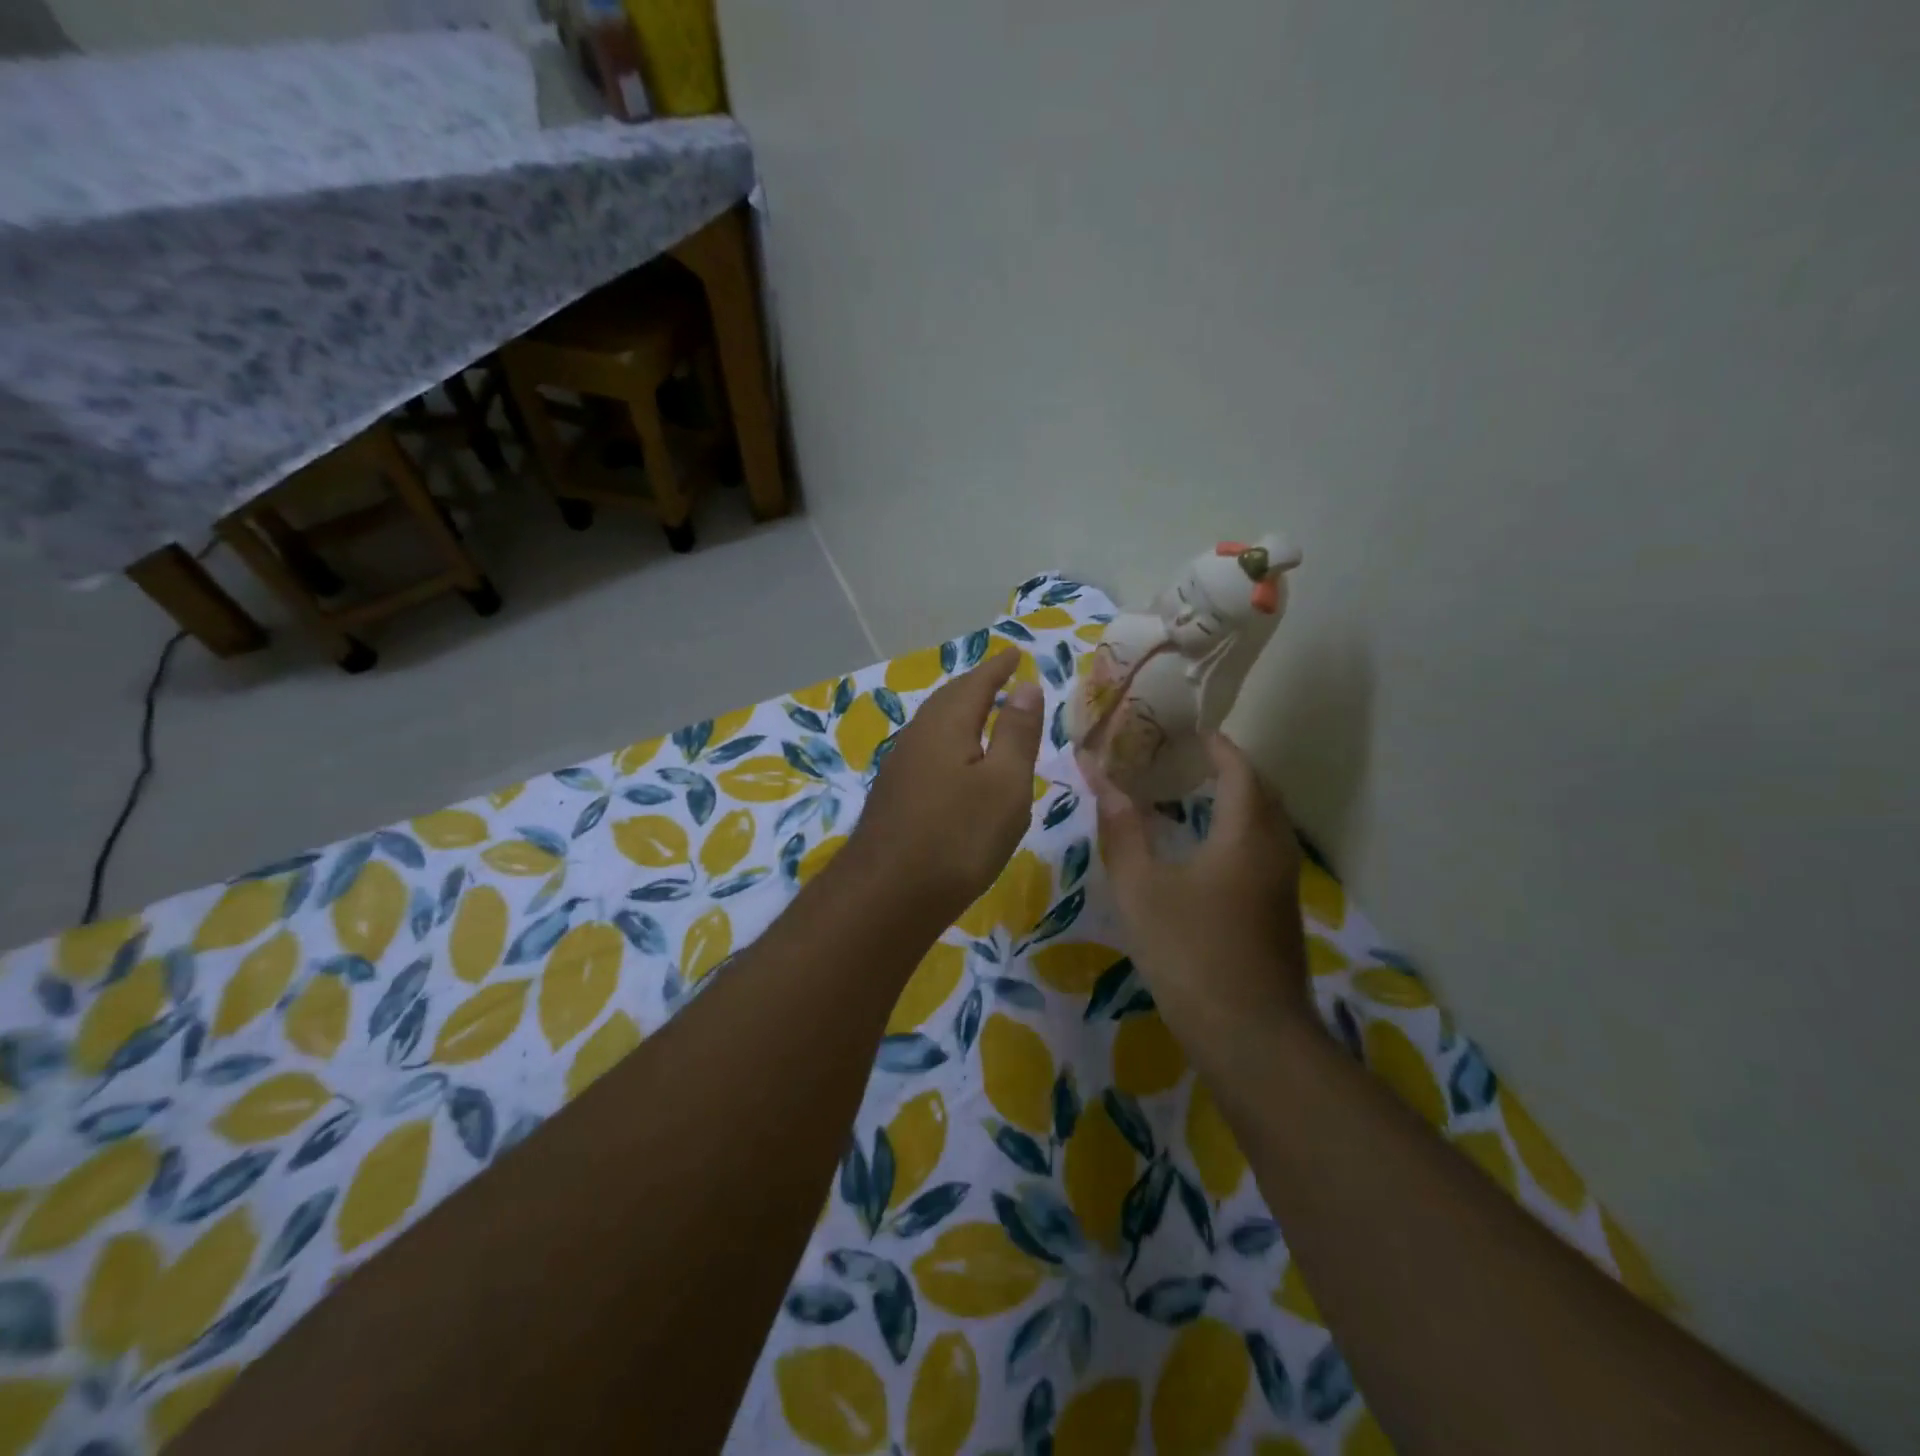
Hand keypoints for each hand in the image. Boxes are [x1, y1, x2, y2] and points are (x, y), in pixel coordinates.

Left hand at [845, 651, 1045, 926]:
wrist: (887, 896)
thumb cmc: (958, 836)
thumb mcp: (1004, 784)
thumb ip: (1016, 733)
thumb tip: (1025, 685)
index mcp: (946, 724)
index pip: (977, 682)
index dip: (999, 668)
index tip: (1015, 653)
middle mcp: (917, 736)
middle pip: (949, 699)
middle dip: (976, 686)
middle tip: (1001, 678)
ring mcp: (900, 766)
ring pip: (935, 725)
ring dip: (960, 713)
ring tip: (983, 714)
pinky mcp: (894, 795)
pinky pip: (927, 750)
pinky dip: (949, 742)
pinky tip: (956, 763)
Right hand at [1090, 733, 1310, 1043]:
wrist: (1250, 1037)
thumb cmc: (1190, 952)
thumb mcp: (1142, 888)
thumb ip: (1122, 831)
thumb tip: (1101, 778)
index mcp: (1246, 835)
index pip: (1240, 770)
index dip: (1217, 746)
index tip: (1189, 731)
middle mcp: (1274, 851)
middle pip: (1261, 793)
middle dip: (1230, 769)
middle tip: (1187, 759)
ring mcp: (1283, 886)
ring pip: (1266, 825)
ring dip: (1237, 801)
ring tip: (1193, 795)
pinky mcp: (1279, 914)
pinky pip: (1263, 851)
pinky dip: (1239, 832)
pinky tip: (1205, 851)